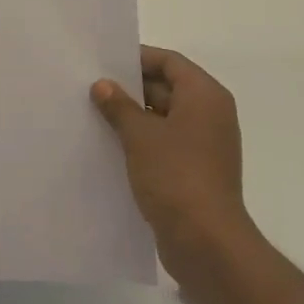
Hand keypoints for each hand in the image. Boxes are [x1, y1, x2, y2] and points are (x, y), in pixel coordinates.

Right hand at [92, 46, 256, 297]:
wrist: (207, 244)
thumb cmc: (176, 176)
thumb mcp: (140, 135)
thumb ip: (119, 106)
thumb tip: (102, 85)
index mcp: (205, 96)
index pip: (169, 62)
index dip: (137, 59)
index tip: (104, 62)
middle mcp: (210, 115)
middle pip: (167, 88)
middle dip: (131, 89)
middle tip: (92, 88)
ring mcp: (205, 145)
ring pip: (164, 118)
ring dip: (134, 117)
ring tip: (95, 115)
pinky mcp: (196, 172)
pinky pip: (166, 144)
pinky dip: (142, 141)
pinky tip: (111, 146)